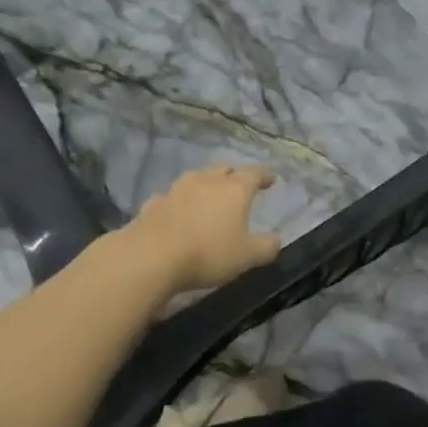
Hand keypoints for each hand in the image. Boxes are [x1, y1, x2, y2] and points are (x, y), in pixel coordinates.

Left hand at [124, 164, 281, 293]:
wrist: (151, 257)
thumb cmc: (208, 253)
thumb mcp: (247, 257)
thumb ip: (266, 247)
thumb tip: (276, 239)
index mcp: (234, 190)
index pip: (254, 173)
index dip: (264, 175)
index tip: (271, 179)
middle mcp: (206, 181)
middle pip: (224, 170)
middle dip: (234, 175)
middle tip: (240, 185)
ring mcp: (176, 190)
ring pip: (197, 179)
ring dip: (206, 185)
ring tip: (210, 197)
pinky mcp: (153, 203)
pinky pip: (173, 197)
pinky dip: (181, 203)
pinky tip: (179, 213)